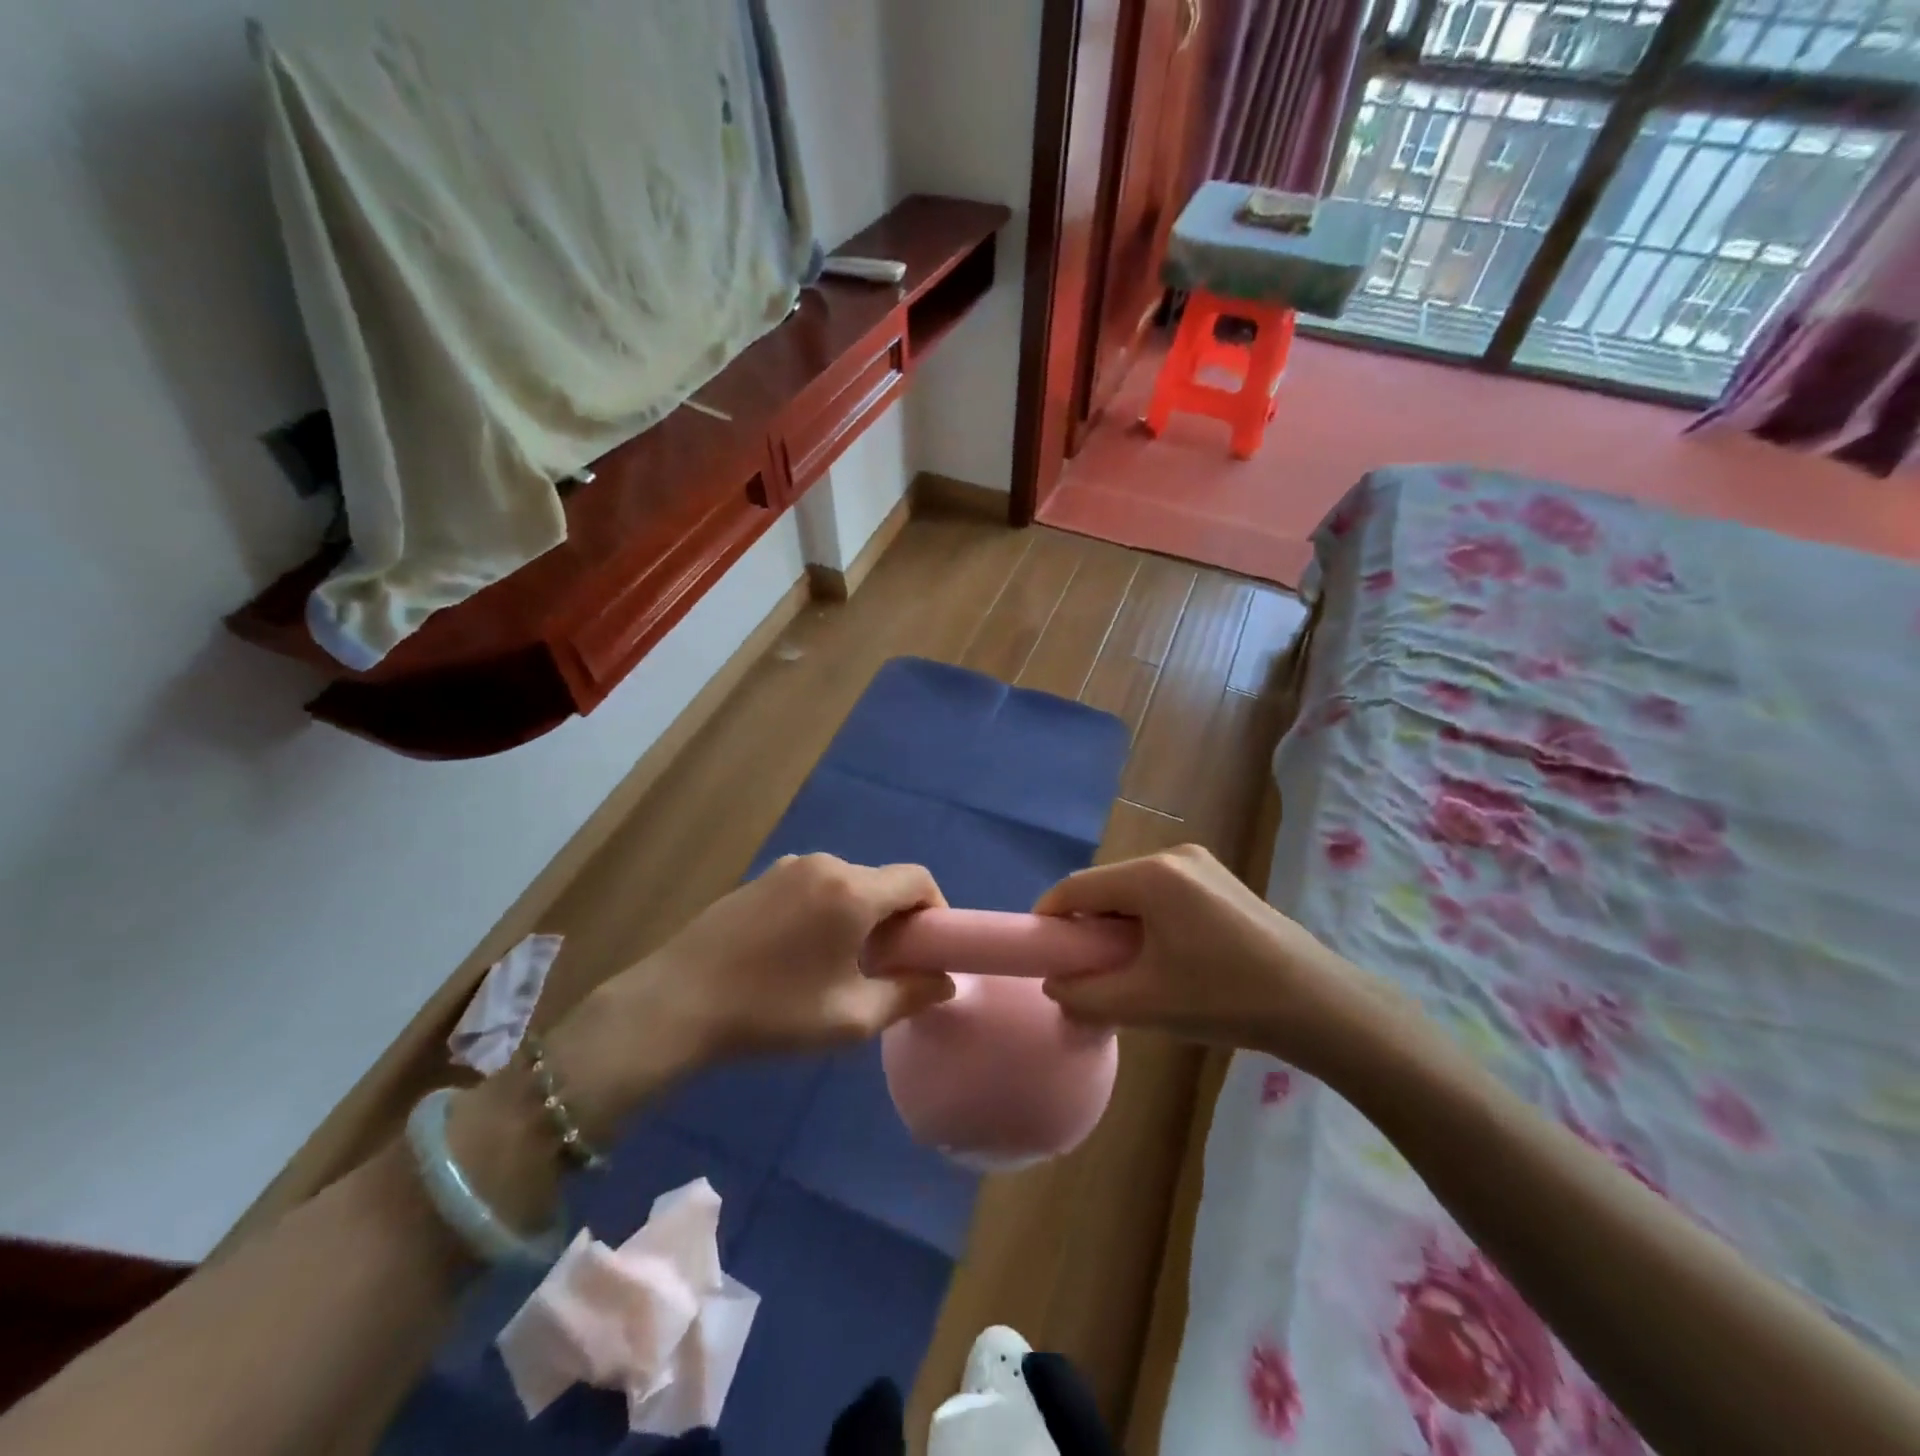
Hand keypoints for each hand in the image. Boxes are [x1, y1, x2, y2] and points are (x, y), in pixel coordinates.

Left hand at [602, 853, 954, 1066]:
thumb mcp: (851, 1018)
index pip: (918, 879)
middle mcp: (825, 865)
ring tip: (843, 963)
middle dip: (896, 919)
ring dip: (860, 915)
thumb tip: (945, 982)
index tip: (929, 950)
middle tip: (888, 966)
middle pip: (882, 882)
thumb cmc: (773, 1012)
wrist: (677, 1003)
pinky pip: (814, 886)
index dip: (936, 909)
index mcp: (852, 891)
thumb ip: (909, 995)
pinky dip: (828, 909)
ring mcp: (788, 866)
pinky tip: (802, 952)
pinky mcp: (761, 878)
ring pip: (847, 884)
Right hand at [1034, 844, 1405, 1074]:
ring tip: (1124, 968)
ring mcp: (1201, 864)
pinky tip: (1161, 956)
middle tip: (1083, 968)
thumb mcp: (1144, 1003)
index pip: (1078, 887)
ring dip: (1119, 924)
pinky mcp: (1221, 880)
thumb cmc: (1224, 997)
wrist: (1317, 1004)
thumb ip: (1085, 995)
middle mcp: (1174, 855)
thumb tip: (1054, 986)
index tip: (1040, 952)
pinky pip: (1164, 892)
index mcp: (1152, 876)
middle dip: (1087, 924)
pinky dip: (1148, 919)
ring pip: (1136, 890)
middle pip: (1107, 886)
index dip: (1051, 917)